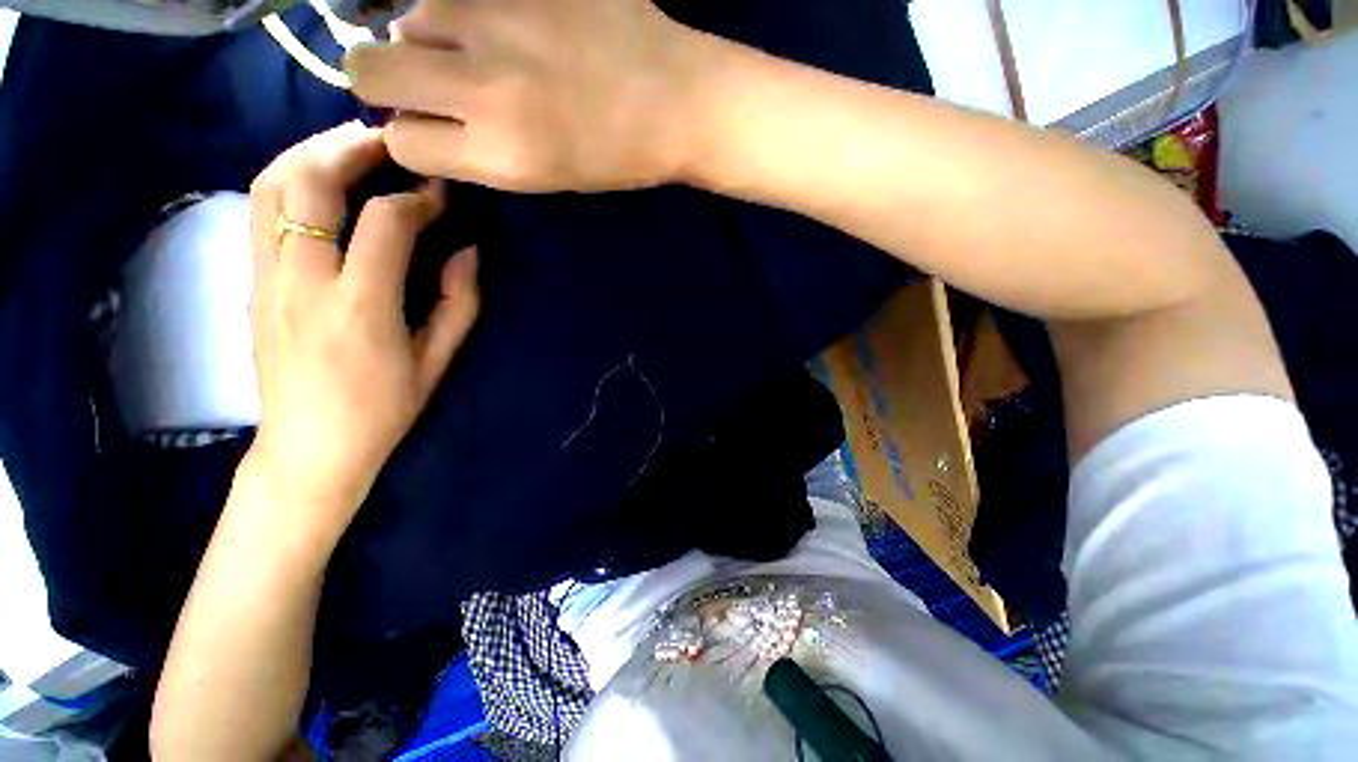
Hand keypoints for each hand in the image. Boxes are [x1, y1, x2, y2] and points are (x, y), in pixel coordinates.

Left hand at [247, 122, 479, 539]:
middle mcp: (301, 283)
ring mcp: (266, 279)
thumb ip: (460, 303)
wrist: (310, 448)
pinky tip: (322, 183)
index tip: (443, 194)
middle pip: (309, 182)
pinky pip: (262, 209)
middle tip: (391, 141)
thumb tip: (467, 251)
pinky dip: (292, 179)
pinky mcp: (251, 282)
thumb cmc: (384, 409)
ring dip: (312, 152)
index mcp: (359, 309)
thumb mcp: (437, 362)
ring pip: (272, 185)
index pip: (386, 223)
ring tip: (353, 149)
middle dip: (352, 147)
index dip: (420, 198)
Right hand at [345, 0, 708, 191]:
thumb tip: (420, 119)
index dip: (412, 137)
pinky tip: (507, 25)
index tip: (432, 130)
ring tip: (484, 51)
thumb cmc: (617, 157)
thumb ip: (477, 151)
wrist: (677, 102)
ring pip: (409, 20)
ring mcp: (498, 18)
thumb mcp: (546, 178)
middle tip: (428, 84)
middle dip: (385, 82)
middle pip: (368, 70)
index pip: (401, 143)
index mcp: (502, 153)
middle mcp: (484, 85)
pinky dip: (466, 10)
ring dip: (431, 39)